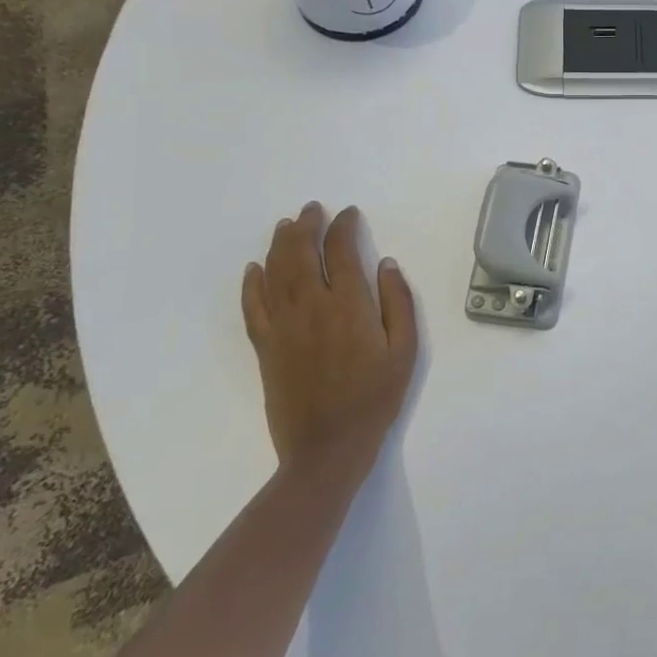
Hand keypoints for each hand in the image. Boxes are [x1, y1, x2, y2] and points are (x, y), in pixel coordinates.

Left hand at [241, 203, 418, 471]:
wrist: (327, 447)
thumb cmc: (375, 398)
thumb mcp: (405, 350)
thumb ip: (398, 302)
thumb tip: (387, 264)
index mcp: (349, 305)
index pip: (341, 251)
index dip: (343, 227)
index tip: (349, 213)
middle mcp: (311, 307)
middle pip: (301, 253)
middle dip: (306, 225)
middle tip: (312, 209)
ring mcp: (283, 326)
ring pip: (275, 272)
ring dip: (279, 244)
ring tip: (286, 225)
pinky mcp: (265, 346)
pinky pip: (253, 306)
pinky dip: (252, 282)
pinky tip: (254, 268)